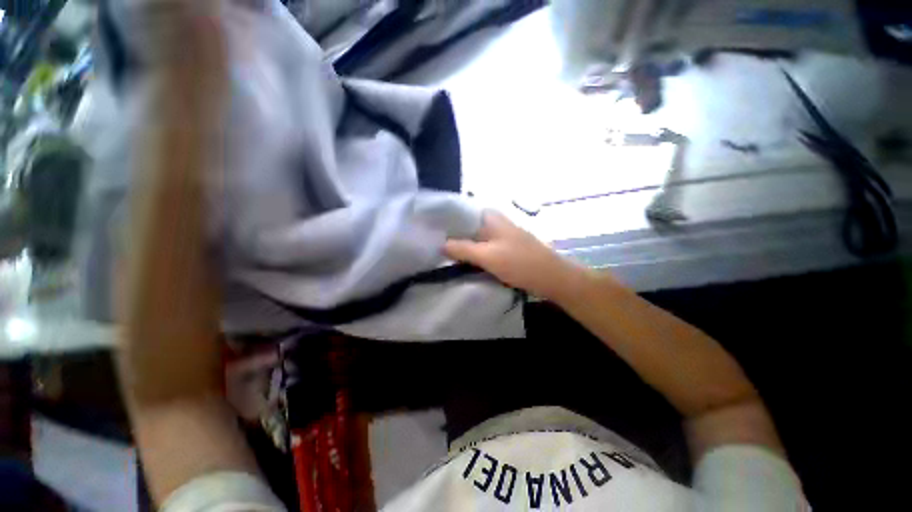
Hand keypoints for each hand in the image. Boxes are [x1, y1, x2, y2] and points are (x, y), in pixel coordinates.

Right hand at [444, 212, 585, 300]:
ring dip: (460, 245)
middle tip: (430, 244)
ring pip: (472, 237)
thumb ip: (462, 249)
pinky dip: (471, 252)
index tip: (427, 230)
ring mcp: (498, 234)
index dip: (443, 220)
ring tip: (439, 253)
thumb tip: (440, 244)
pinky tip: (459, 260)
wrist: (551, 277)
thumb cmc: (520, 263)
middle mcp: (493, 221)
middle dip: (449, 235)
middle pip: (465, 225)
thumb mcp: (488, 256)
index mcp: (489, 216)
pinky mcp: (502, 247)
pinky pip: (481, 247)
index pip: (459, 212)